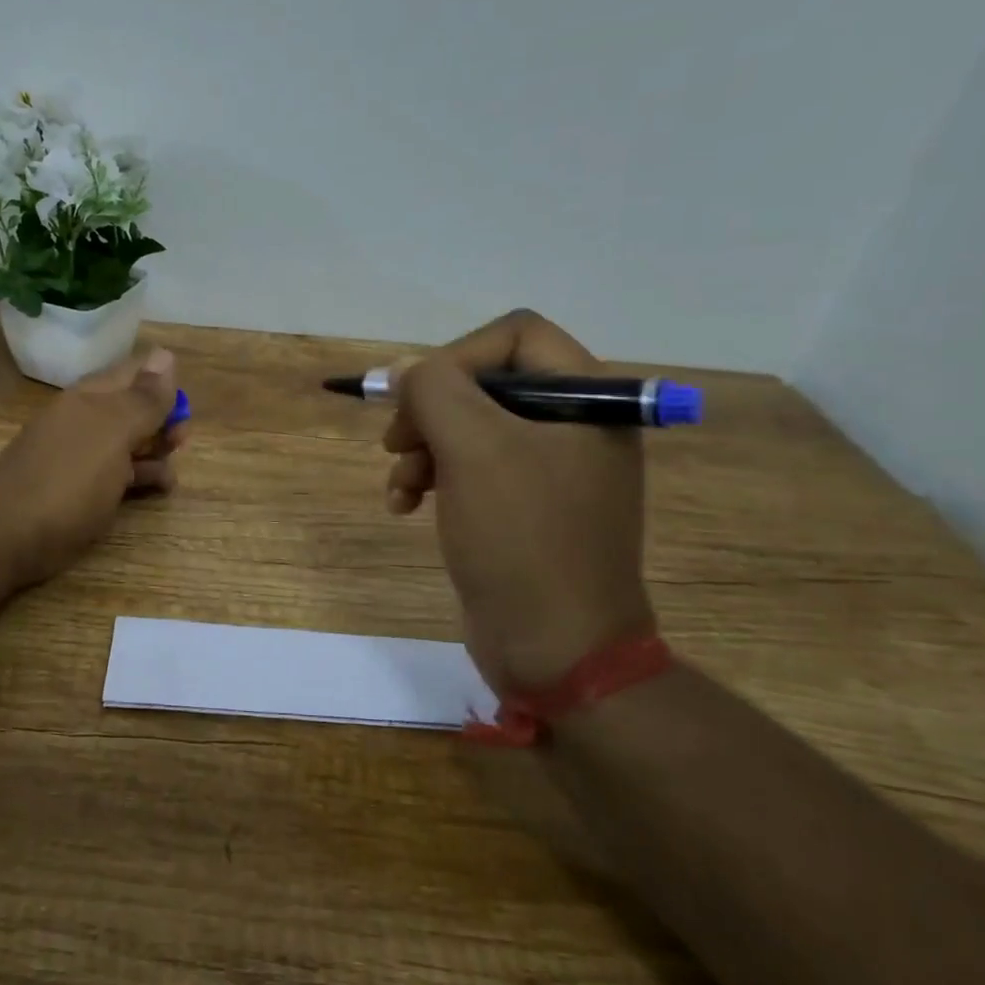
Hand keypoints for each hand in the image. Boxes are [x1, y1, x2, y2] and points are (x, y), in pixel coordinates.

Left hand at [0, 347, 184, 587]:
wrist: (5, 537)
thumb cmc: (67, 481)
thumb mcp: (113, 433)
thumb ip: (143, 398)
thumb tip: (165, 354)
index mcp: (91, 397)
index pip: (136, 373)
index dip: (165, 386)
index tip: (183, 413)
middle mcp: (85, 420)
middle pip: (134, 409)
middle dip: (163, 423)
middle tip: (179, 445)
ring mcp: (79, 456)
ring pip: (129, 444)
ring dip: (155, 453)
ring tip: (169, 476)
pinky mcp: (78, 490)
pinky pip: (117, 474)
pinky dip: (140, 478)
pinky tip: (156, 490)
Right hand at [384, 310, 653, 692]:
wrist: (556, 649)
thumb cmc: (522, 539)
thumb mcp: (473, 449)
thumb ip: (434, 390)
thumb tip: (406, 370)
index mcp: (588, 399)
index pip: (515, 335)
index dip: (457, 357)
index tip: (418, 399)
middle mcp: (575, 426)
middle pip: (485, 382)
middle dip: (430, 410)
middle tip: (396, 442)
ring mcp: (550, 469)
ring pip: (469, 427)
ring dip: (422, 449)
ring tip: (400, 487)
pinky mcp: (524, 507)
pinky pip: (470, 469)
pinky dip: (432, 480)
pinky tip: (404, 506)